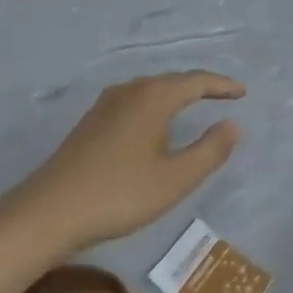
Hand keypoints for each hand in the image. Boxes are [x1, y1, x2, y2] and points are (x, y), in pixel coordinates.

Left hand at [14, 71, 244, 253]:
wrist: (49, 212)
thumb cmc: (120, 194)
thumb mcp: (176, 178)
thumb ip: (210, 150)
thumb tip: (233, 125)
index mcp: (154, 97)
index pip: (196, 81)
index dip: (222, 85)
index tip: (242, 92)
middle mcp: (130, 91)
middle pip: (172, 80)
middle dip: (199, 86)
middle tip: (223, 95)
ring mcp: (105, 105)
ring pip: (149, 89)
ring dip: (175, 94)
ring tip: (192, 104)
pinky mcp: (90, 123)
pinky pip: (133, 101)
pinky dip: (154, 104)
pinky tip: (152, 123)